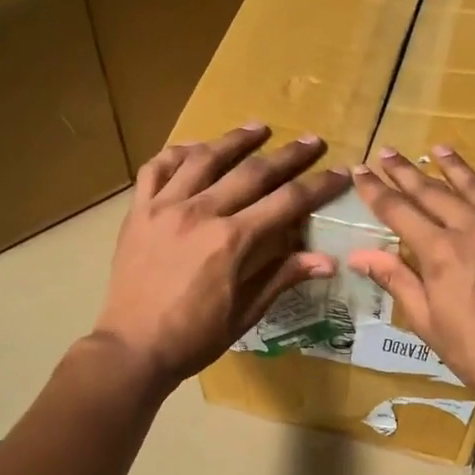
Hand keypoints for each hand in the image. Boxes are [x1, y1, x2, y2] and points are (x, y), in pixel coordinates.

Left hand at [92, 124, 348, 389]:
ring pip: (204, 159)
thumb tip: (328, 260)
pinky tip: (194, 148)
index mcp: (232, 241)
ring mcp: (164, 207)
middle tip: (312, 141)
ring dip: (235, 140)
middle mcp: (200, 213)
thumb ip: (282, 277)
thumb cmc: (194, 337)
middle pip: (252, 172)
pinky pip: (156, 168)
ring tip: (258, 127)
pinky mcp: (138, 211)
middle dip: (288, 155)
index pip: (286, 203)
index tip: (341, 173)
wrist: (133, 347)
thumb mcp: (245, 313)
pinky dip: (177, 153)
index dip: (318, 186)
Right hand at [349, 147, 474, 420]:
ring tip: (439, 149)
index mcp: (442, 252)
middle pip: (435, 193)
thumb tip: (359, 254)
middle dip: (408, 173)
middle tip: (389, 152)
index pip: (401, 212)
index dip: (378, 191)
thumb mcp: (428, 322)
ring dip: (456, 167)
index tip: (362, 171)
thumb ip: (396, 280)